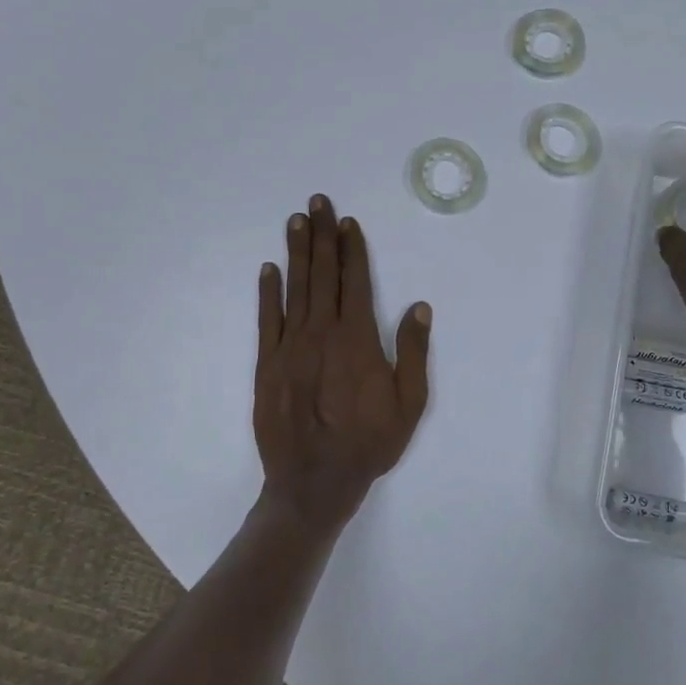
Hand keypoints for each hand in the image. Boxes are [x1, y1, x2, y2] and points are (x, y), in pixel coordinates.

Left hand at [254, 195, 432, 535]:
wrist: (313, 483)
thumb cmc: (368, 444)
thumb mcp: (409, 404)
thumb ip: (413, 353)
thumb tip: (419, 308)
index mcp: (357, 339)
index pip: (355, 281)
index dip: (352, 249)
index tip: (348, 222)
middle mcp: (321, 333)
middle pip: (323, 274)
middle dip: (322, 236)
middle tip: (318, 202)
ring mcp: (289, 347)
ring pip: (294, 288)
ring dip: (297, 252)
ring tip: (296, 221)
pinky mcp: (267, 364)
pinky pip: (267, 319)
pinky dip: (268, 291)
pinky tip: (269, 269)